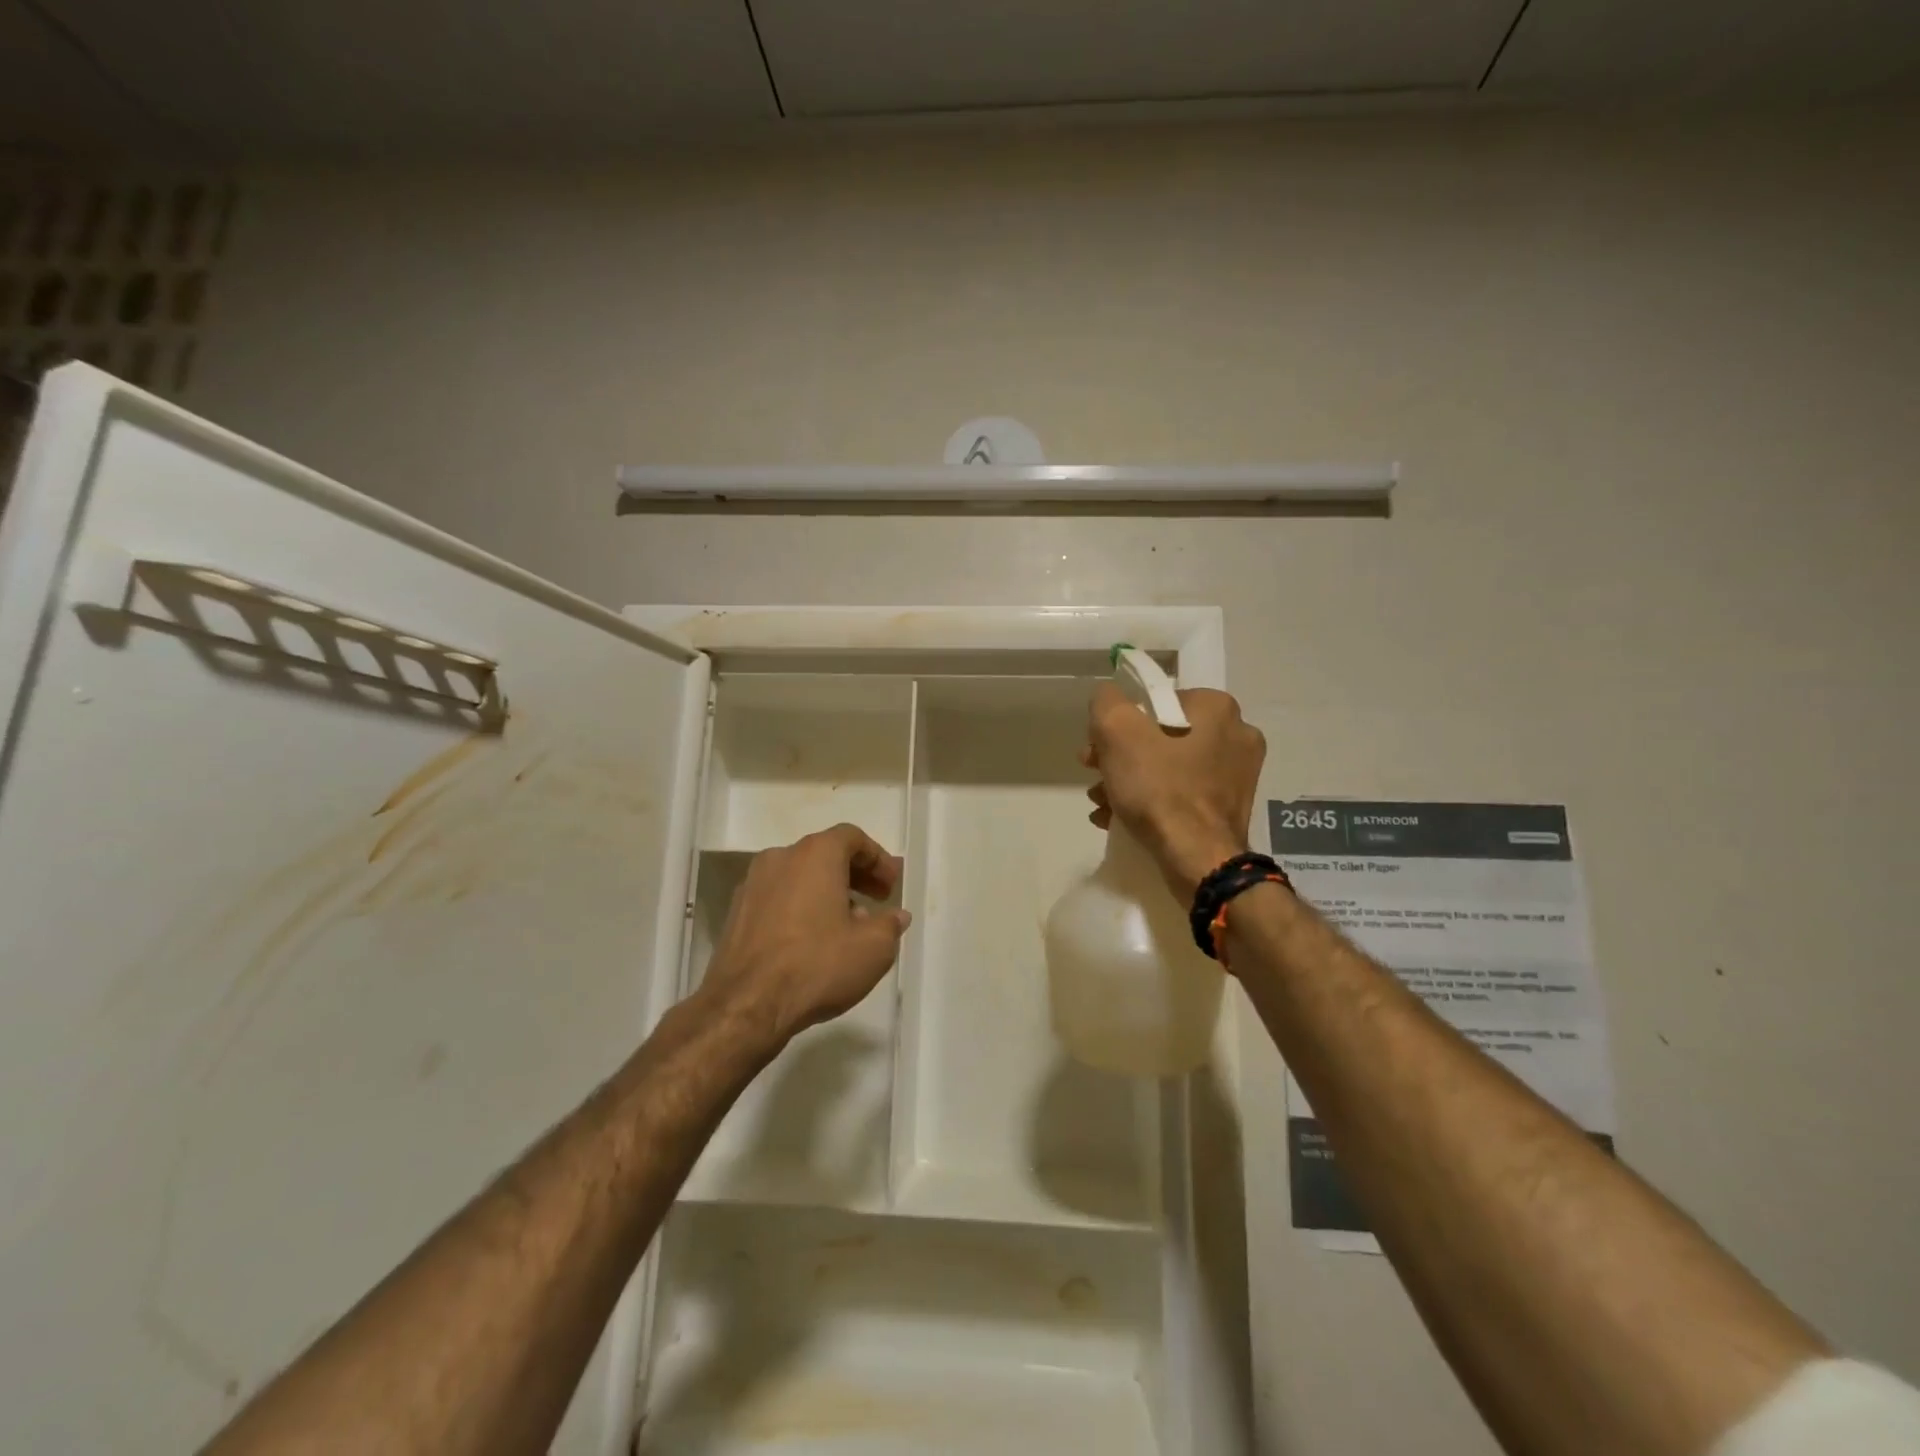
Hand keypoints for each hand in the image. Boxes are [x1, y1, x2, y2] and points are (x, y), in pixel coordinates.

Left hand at [698, 823, 910, 1047]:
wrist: (745, 1005)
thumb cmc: (817, 965)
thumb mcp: (873, 948)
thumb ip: (890, 925)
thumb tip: (895, 916)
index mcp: (815, 854)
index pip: (852, 838)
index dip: (878, 859)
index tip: (892, 886)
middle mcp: (780, 858)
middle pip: (824, 854)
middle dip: (855, 875)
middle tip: (877, 901)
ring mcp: (752, 884)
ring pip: (799, 876)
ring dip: (827, 892)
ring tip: (847, 926)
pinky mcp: (736, 912)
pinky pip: (778, 898)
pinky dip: (800, 907)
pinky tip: (813, 941)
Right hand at [1081, 684, 1265, 901]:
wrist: (1198, 859)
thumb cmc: (1159, 788)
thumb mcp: (1117, 731)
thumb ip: (1107, 702)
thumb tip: (1108, 698)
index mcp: (1217, 707)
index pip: (1155, 701)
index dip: (1119, 723)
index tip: (1097, 749)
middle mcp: (1237, 734)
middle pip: (1161, 736)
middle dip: (1121, 756)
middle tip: (1095, 776)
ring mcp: (1239, 774)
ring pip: (1170, 767)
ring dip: (1131, 781)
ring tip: (1103, 803)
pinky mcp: (1232, 807)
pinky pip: (1184, 794)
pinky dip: (1153, 802)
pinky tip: (1121, 819)